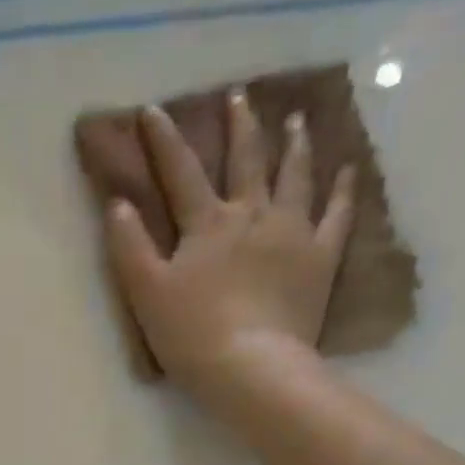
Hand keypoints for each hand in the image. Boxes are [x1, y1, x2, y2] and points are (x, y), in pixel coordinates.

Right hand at [106, 93, 356, 427]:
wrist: (250, 367)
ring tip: (296, 120)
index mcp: (207, 224)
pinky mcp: (320, 260)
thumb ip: (130, 247)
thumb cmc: (191, 334)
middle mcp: (252, 215)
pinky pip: (336, 216)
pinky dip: (342, 191)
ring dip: (294, 145)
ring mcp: (292, 233)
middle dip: (239, 126)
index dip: (163, 140)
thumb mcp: (146, 293)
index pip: (180, 172)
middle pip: (246, 160)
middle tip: (239, 97)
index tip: (152, 110)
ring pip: (295, 176)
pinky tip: (347, 171)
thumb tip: (117, 204)